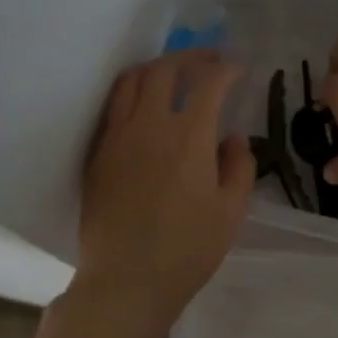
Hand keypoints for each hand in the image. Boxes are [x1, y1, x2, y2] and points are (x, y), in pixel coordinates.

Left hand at [69, 50, 254, 337]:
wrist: (127, 281)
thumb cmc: (188, 249)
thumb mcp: (232, 211)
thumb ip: (239, 166)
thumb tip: (232, 138)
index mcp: (189, 136)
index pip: (209, 83)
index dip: (227, 69)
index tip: (239, 67)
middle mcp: (150, 125)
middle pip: (166, 70)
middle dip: (191, 57)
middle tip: (210, 59)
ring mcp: (117, 137)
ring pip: (132, 81)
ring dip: (157, 68)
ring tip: (174, 73)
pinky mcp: (98, 154)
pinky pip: (114, 107)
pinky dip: (133, 92)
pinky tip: (144, 105)